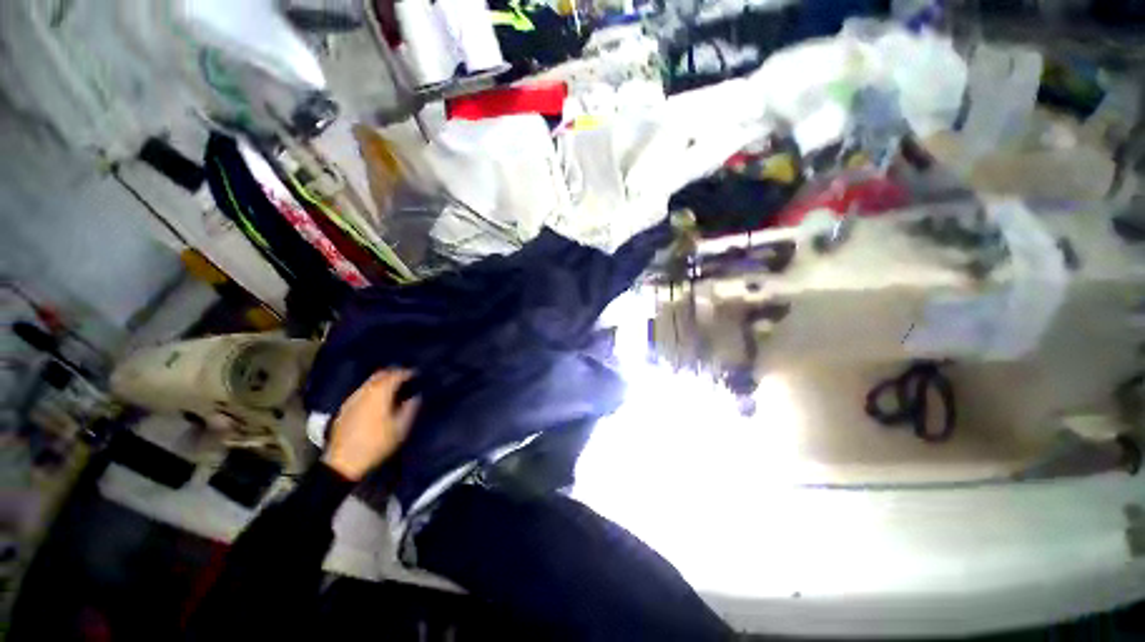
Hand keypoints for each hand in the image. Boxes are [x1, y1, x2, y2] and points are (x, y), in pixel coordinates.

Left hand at [323, 370, 418, 481]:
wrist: (343, 462)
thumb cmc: (376, 444)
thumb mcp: (400, 428)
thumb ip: (410, 409)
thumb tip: (416, 396)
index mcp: (380, 393)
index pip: (395, 375)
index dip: (407, 372)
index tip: (416, 374)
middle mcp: (364, 391)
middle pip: (380, 374)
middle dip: (393, 373)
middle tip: (405, 377)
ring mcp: (352, 399)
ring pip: (369, 382)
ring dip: (381, 381)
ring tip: (392, 388)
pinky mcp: (344, 408)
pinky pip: (361, 391)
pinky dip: (372, 390)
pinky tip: (377, 399)